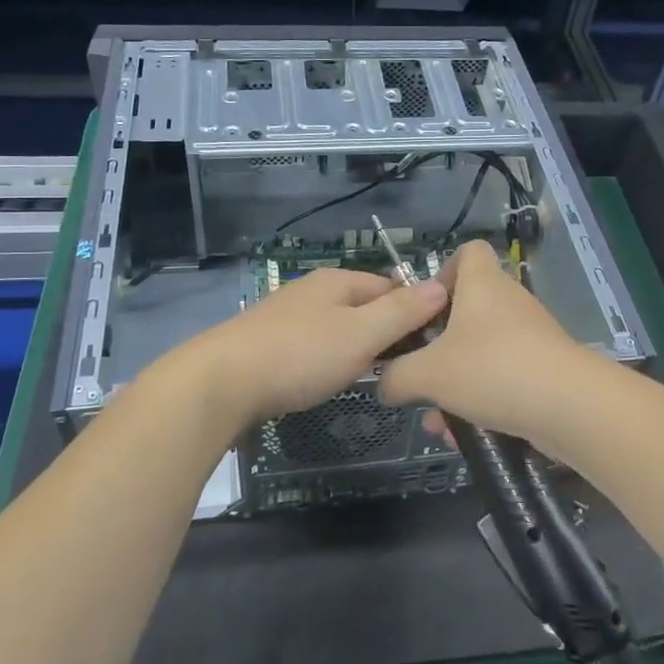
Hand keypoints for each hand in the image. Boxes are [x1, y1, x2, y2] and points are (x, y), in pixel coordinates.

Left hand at [177, 267, 446, 431]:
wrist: (220, 382)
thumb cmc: (300, 356)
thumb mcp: (361, 333)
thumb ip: (403, 311)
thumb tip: (442, 285)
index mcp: (339, 281)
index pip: (392, 286)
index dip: (417, 311)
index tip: (432, 344)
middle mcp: (313, 290)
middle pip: (365, 306)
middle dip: (388, 332)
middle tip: (406, 368)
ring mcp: (288, 316)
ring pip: (339, 327)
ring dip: (359, 348)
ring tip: (374, 378)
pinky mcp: (269, 343)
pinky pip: (314, 346)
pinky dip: (329, 360)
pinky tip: (328, 380)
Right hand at [379, 241, 604, 447]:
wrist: (569, 406)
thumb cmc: (492, 369)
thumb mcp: (428, 374)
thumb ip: (397, 376)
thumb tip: (384, 382)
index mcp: (483, 284)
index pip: (469, 251)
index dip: (444, 271)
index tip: (424, 307)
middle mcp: (509, 302)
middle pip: (470, 309)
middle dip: (441, 343)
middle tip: (420, 369)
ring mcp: (531, 336)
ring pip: (483, 351)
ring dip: (457, 381)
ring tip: (437, 420)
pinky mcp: (545, 368)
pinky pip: (503, 377)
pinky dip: (482, 400)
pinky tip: (465, 436)